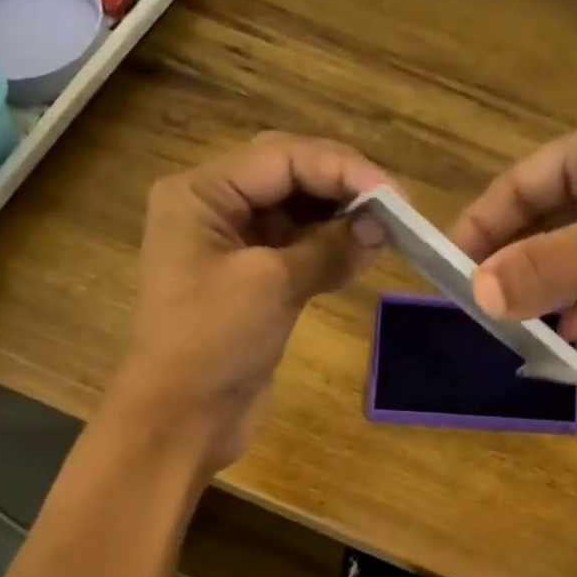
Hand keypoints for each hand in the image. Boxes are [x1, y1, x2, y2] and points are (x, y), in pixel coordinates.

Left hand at [111, 133, 387, 467]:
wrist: (180, 419)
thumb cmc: (213, 342)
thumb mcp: (271, 285)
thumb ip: (326, 248)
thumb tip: (378, 228)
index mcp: (201, 193)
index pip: (281, 157)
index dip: (342, 169)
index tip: (395, 195)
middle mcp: (213, 212)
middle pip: (287, 180)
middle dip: (341, 190)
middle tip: (396, 209)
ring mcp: (230, 253)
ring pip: (294, 219)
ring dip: (338, 223)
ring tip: (386, 233)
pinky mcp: (248, 290)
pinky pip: (293, 256)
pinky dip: (326, 255)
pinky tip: (361, 257)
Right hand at [448, 103, 576, 339]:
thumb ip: (552, 266)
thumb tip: (478, 294)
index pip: (523, 185)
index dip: (481, 225)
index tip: (446, 270)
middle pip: (546, 223)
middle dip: (510, 265)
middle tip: (474, 311)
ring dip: (547, 293)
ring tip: (511, 331)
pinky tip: (570, 335)